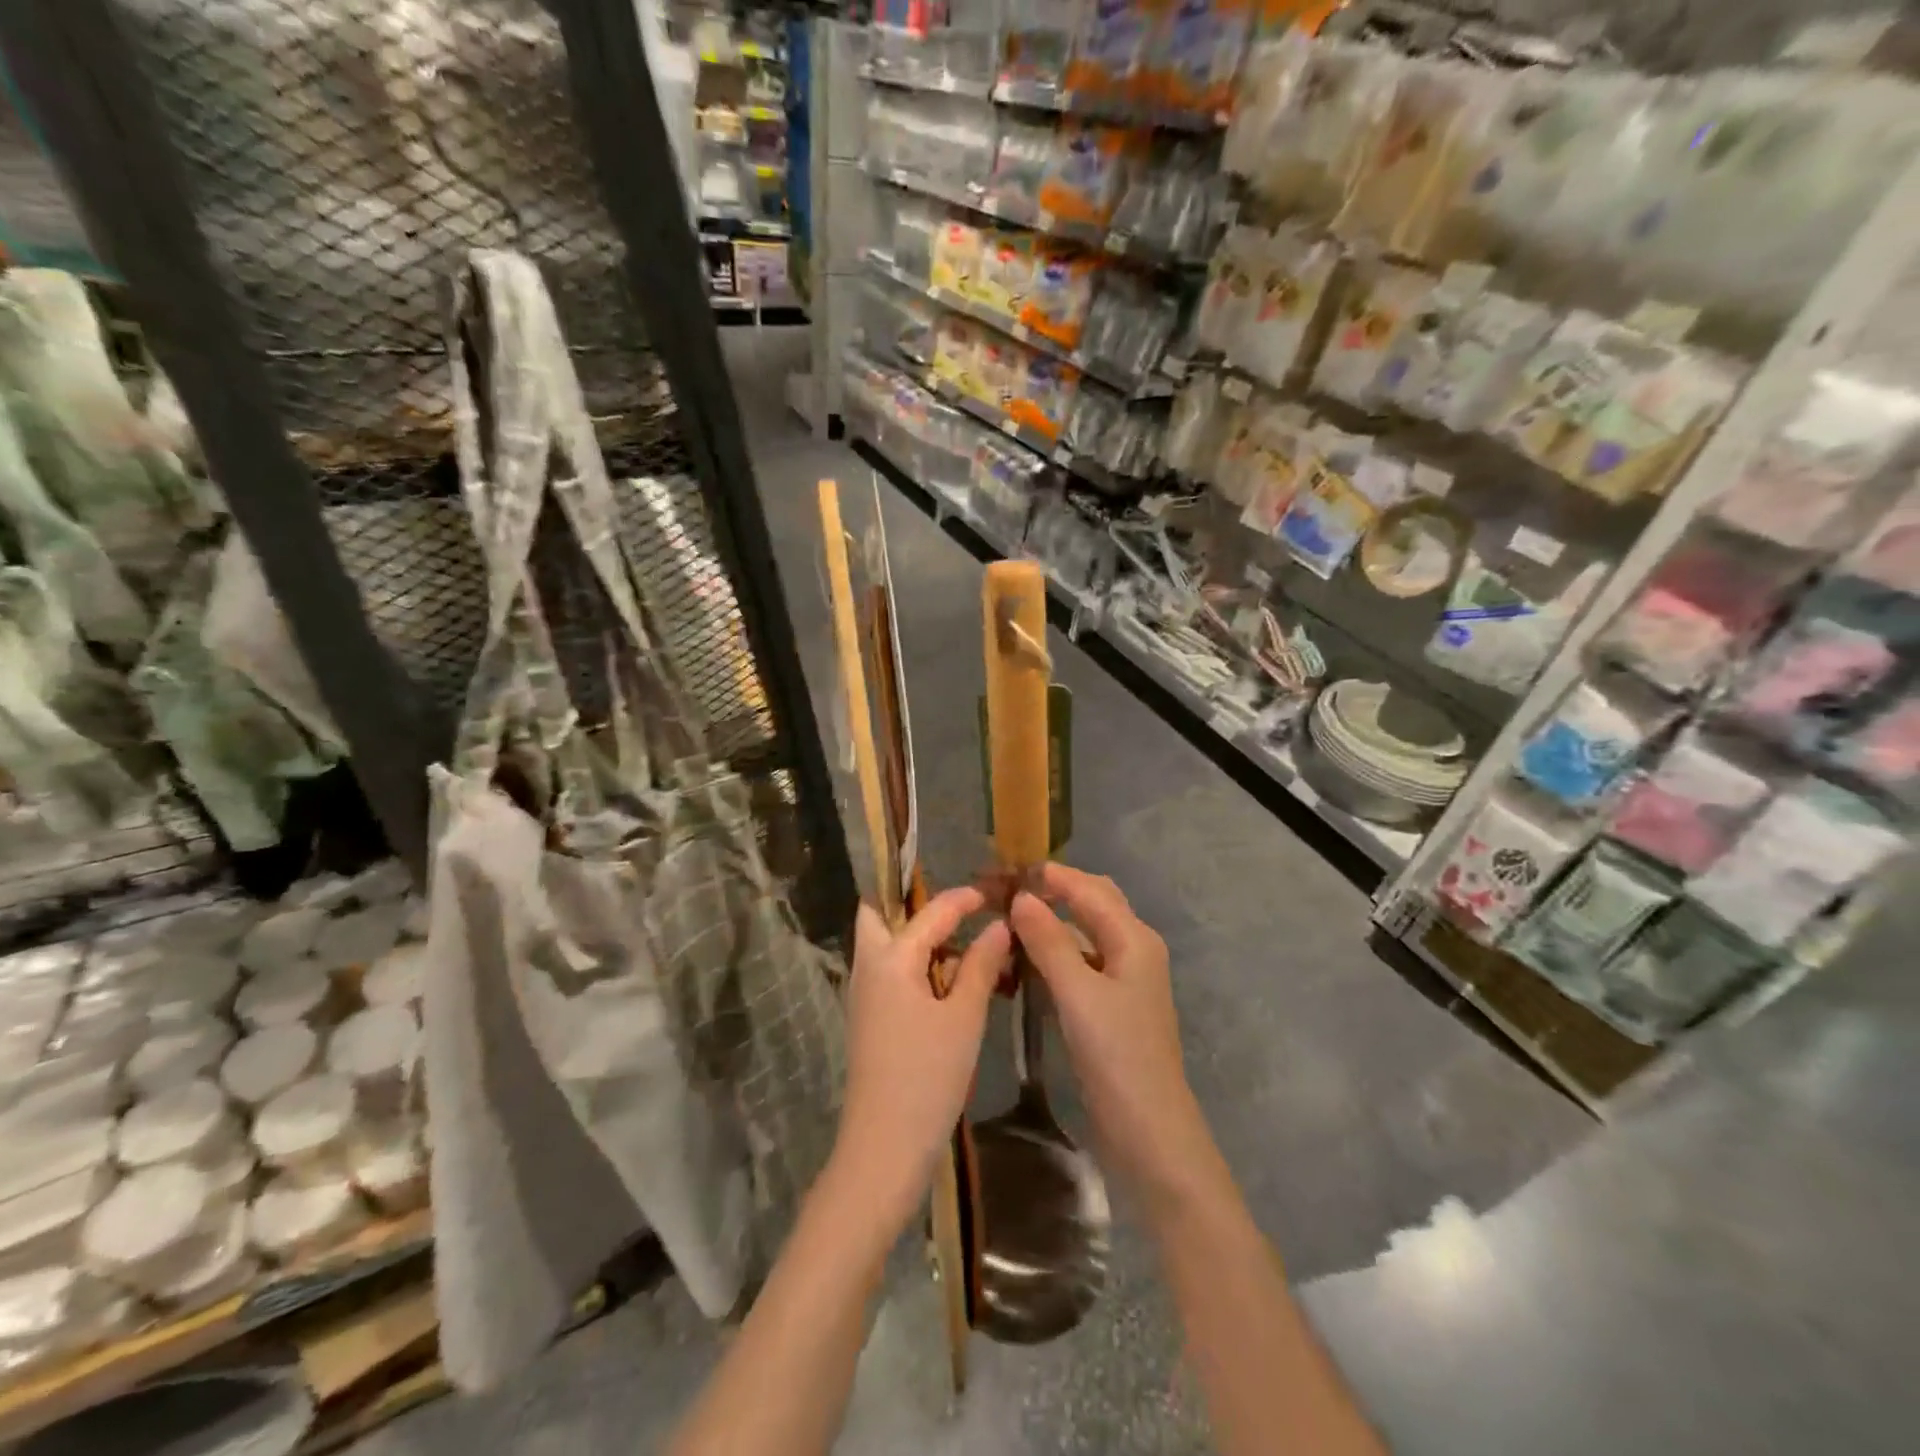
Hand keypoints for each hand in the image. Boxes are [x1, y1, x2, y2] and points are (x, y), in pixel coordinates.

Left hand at [831, 888, 1010, 1227]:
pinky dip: (916, 965)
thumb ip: (981, 965)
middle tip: (957, 909)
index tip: (995, 891)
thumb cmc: (928, 1076)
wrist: (884, 1147)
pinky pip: (890, 972)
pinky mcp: (869, 1018)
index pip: (930, 912)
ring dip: (918, 936)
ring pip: (885, 945)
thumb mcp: (964, 1017)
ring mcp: (864, 994)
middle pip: (879, 915)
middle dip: (912, 904)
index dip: (963, 898)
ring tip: (963, 944)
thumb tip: (999, 925)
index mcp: (890, 958)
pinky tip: (950, 982)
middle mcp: (868, 967)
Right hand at [1011, 865, 1210, 1207]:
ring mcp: (1123, 979)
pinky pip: (1078, 964)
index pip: (1088, 888)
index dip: (1049, 875)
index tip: (1005, 869)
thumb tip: (1022, 897)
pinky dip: (1052, 955)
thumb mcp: (1078, 994)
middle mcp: (1133, 949)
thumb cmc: (1117, 1056)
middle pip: (1090, 904)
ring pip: (1082, 935)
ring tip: (1006, 921)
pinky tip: (1022, 964)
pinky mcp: (1110, 1005)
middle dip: (1051, 891)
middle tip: (1005, 891)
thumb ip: (1049, 941)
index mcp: (1134, 939)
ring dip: (1049, 924)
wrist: (1149, 1131)